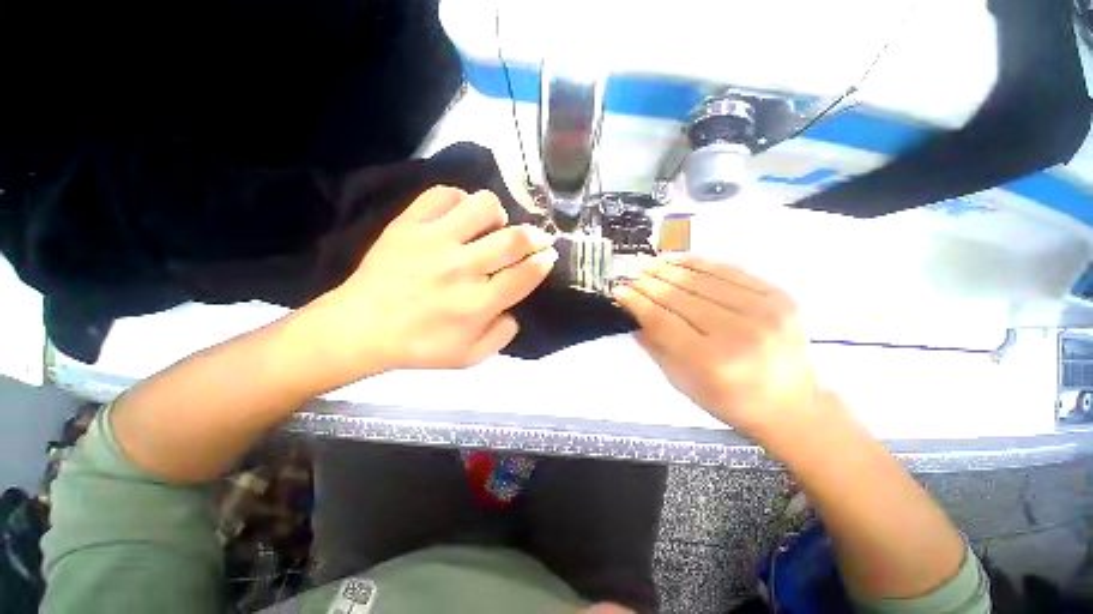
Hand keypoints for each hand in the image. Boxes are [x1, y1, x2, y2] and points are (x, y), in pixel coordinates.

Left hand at [302, 186, 556, 383]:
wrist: (361, 328)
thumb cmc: (419, 346)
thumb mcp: (470, 358)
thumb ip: (502, 335)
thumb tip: (513, 308)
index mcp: (477, 304)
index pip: (525, 275)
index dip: (544, 262)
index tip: (549, 256)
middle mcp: (461, 268)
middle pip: (514, 239)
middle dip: (536, 236)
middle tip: (538, 239)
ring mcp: (434, 241)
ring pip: (484, 206)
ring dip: (498, 216)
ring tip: (493, 227)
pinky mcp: (409, 224)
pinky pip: (444, 194)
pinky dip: (460, 200)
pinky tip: (460, 217)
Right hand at [613, 254, 823, 441]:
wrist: (792, 404)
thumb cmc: (730, 401)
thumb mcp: (683, 383)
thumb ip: (655, 347)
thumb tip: (633, 316)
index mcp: (712, 362)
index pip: (662, 320)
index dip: (637, 302)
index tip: (619, 290)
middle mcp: (739, 333)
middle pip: (680, 297)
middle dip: (649, 282)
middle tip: (631, 274)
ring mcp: (764, 310)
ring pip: (702, 279)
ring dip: (670, 268)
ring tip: (650, 263)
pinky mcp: (779, 296)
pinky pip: (730, 270)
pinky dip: (700, 262)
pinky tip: (679, 259)